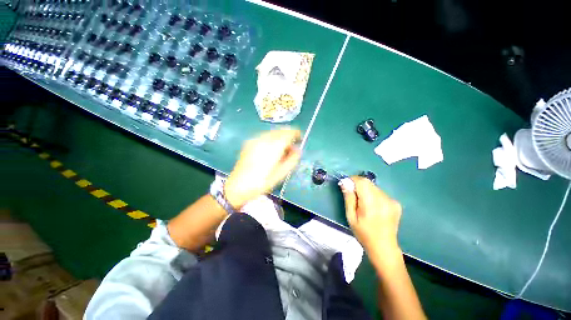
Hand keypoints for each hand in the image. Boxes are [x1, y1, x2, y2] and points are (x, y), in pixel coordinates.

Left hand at [224, 128, 301, 209]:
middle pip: (280, 130)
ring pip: (272, 132)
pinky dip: (271, 139)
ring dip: (280, 137)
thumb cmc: (262, 183)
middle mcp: (264, 139)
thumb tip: (297, 150)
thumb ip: (292, 160)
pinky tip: (270, 149)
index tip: (300, 139)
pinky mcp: (249, 142)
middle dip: (288, 135)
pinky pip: (264, 135)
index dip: (296, 133)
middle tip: (291, 147)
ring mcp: (255, 139)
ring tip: (281, 149)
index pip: (288, 133)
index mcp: (273, 147)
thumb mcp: (281, 174)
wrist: (238, 186)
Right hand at [340, 176, 402, 257]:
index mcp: (372, 204)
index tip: (346, 185)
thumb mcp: (351, 217)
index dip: (352, 180)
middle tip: (353, 196)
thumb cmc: (364, 233)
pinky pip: (380, 193)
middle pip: (368, 183)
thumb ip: (349, 198)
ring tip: (364, 204)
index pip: (362, 182)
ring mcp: (392, 201)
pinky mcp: (396, 203)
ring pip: (374, 187)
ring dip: (366, 190)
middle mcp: (384, 199)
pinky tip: (373, 207)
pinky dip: (373, 195)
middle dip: (358, 185)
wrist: (384, 247)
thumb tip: (345, 182)